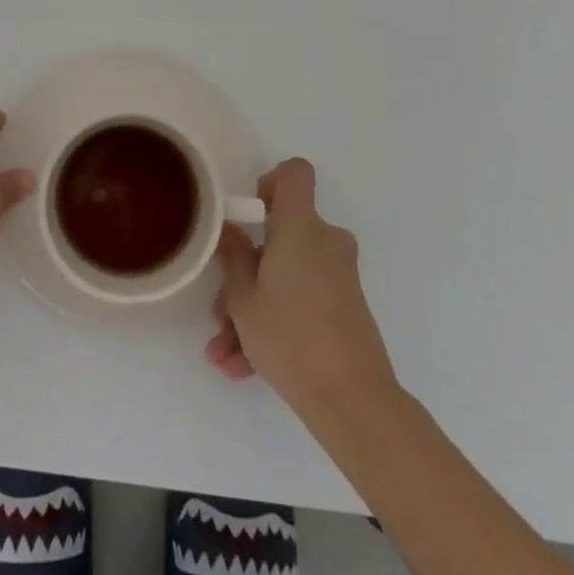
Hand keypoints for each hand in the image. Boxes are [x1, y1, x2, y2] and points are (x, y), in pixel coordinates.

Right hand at [208, 158, 398, 415]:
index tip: (249, 214)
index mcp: (301, 227)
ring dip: (253, 307)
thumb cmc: (291, 337)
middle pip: (280, 237)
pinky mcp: (345, 306)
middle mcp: (325, 242)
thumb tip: (229, 229)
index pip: (295, 173)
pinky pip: (301, 299)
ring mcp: (338, 275)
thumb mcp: (244, 298)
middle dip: (245, 271)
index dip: (270, 183)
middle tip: (220, 312)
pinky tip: (244, 366)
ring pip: (285, 276)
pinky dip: (275, 321)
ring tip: (224, 352)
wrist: (353, 401)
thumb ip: (232, 257)